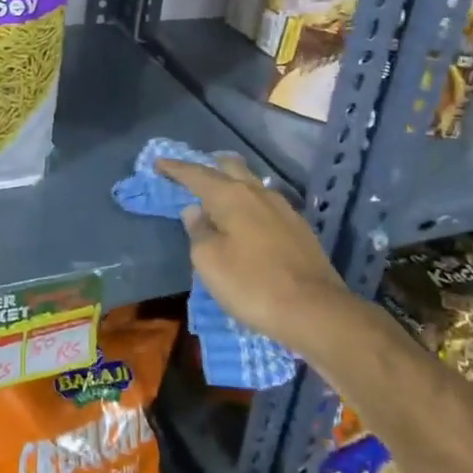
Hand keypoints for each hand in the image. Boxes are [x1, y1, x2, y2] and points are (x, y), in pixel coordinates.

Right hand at [156, 154, 353, 353]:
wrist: (315, 310)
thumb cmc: (252, 284)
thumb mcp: (210, 262)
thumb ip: (198, 231)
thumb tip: (195, 210)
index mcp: (231, 196)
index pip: (197, 174)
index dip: (175, 168)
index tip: (158, 163)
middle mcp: (258, 193)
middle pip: (230, 167)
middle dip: (209, 167)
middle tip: (192, 176)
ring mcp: (283, 209)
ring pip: (252, 184)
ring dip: (232, 184)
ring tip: (217, 198)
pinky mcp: (299, 228)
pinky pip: (266, 204)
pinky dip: (249, 204)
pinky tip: (247, 221)